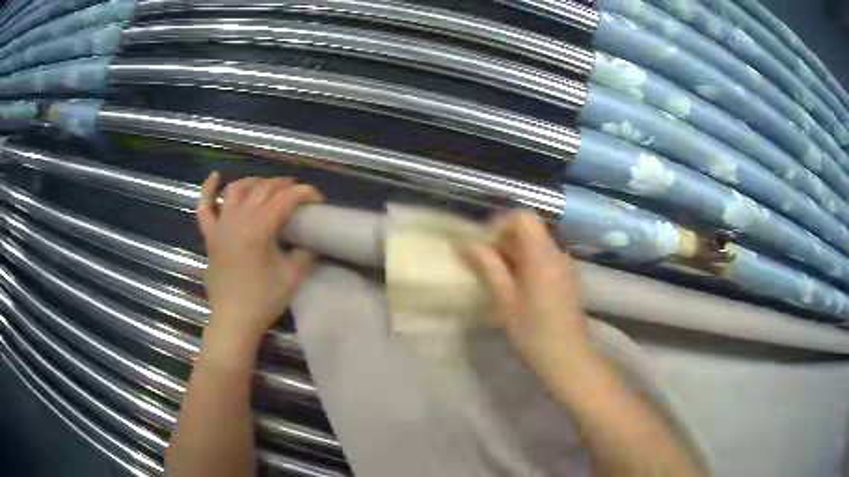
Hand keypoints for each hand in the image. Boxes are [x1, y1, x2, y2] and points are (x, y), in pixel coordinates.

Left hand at [196, 172, 322, 341]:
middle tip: (298, 194)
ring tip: (267, 186)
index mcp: (259, 229)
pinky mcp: (210, 235)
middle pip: (263, 188)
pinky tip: (215, 176)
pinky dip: (207, 190)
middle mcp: (238, 219)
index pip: (286, 198)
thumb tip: (312, 240)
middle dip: (284, 185)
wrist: (233, 319)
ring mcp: (221, 225)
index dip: (305, 193)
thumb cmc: (263, 300)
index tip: (318, 200)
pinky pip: (204, 207)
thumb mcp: (292, 277)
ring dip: (255, 182)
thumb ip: (304, 253)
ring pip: (236, 190)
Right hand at [463, 211, 590, 382]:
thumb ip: (488, 266)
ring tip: (499, 276)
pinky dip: (528, 261)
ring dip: (515, 251)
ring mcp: (565, 264)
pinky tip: (518, 286)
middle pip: (530, 228)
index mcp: (542, 255)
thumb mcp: (505, 300)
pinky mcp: (568, 276)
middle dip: (504, 239)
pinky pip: (545, 256)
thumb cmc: (533, 331)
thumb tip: (466, 243)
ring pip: (537, 242)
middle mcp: (557, 252)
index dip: (500, 224)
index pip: (523, 217)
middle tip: (486, 263)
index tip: (484, 246)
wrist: (568, 356)